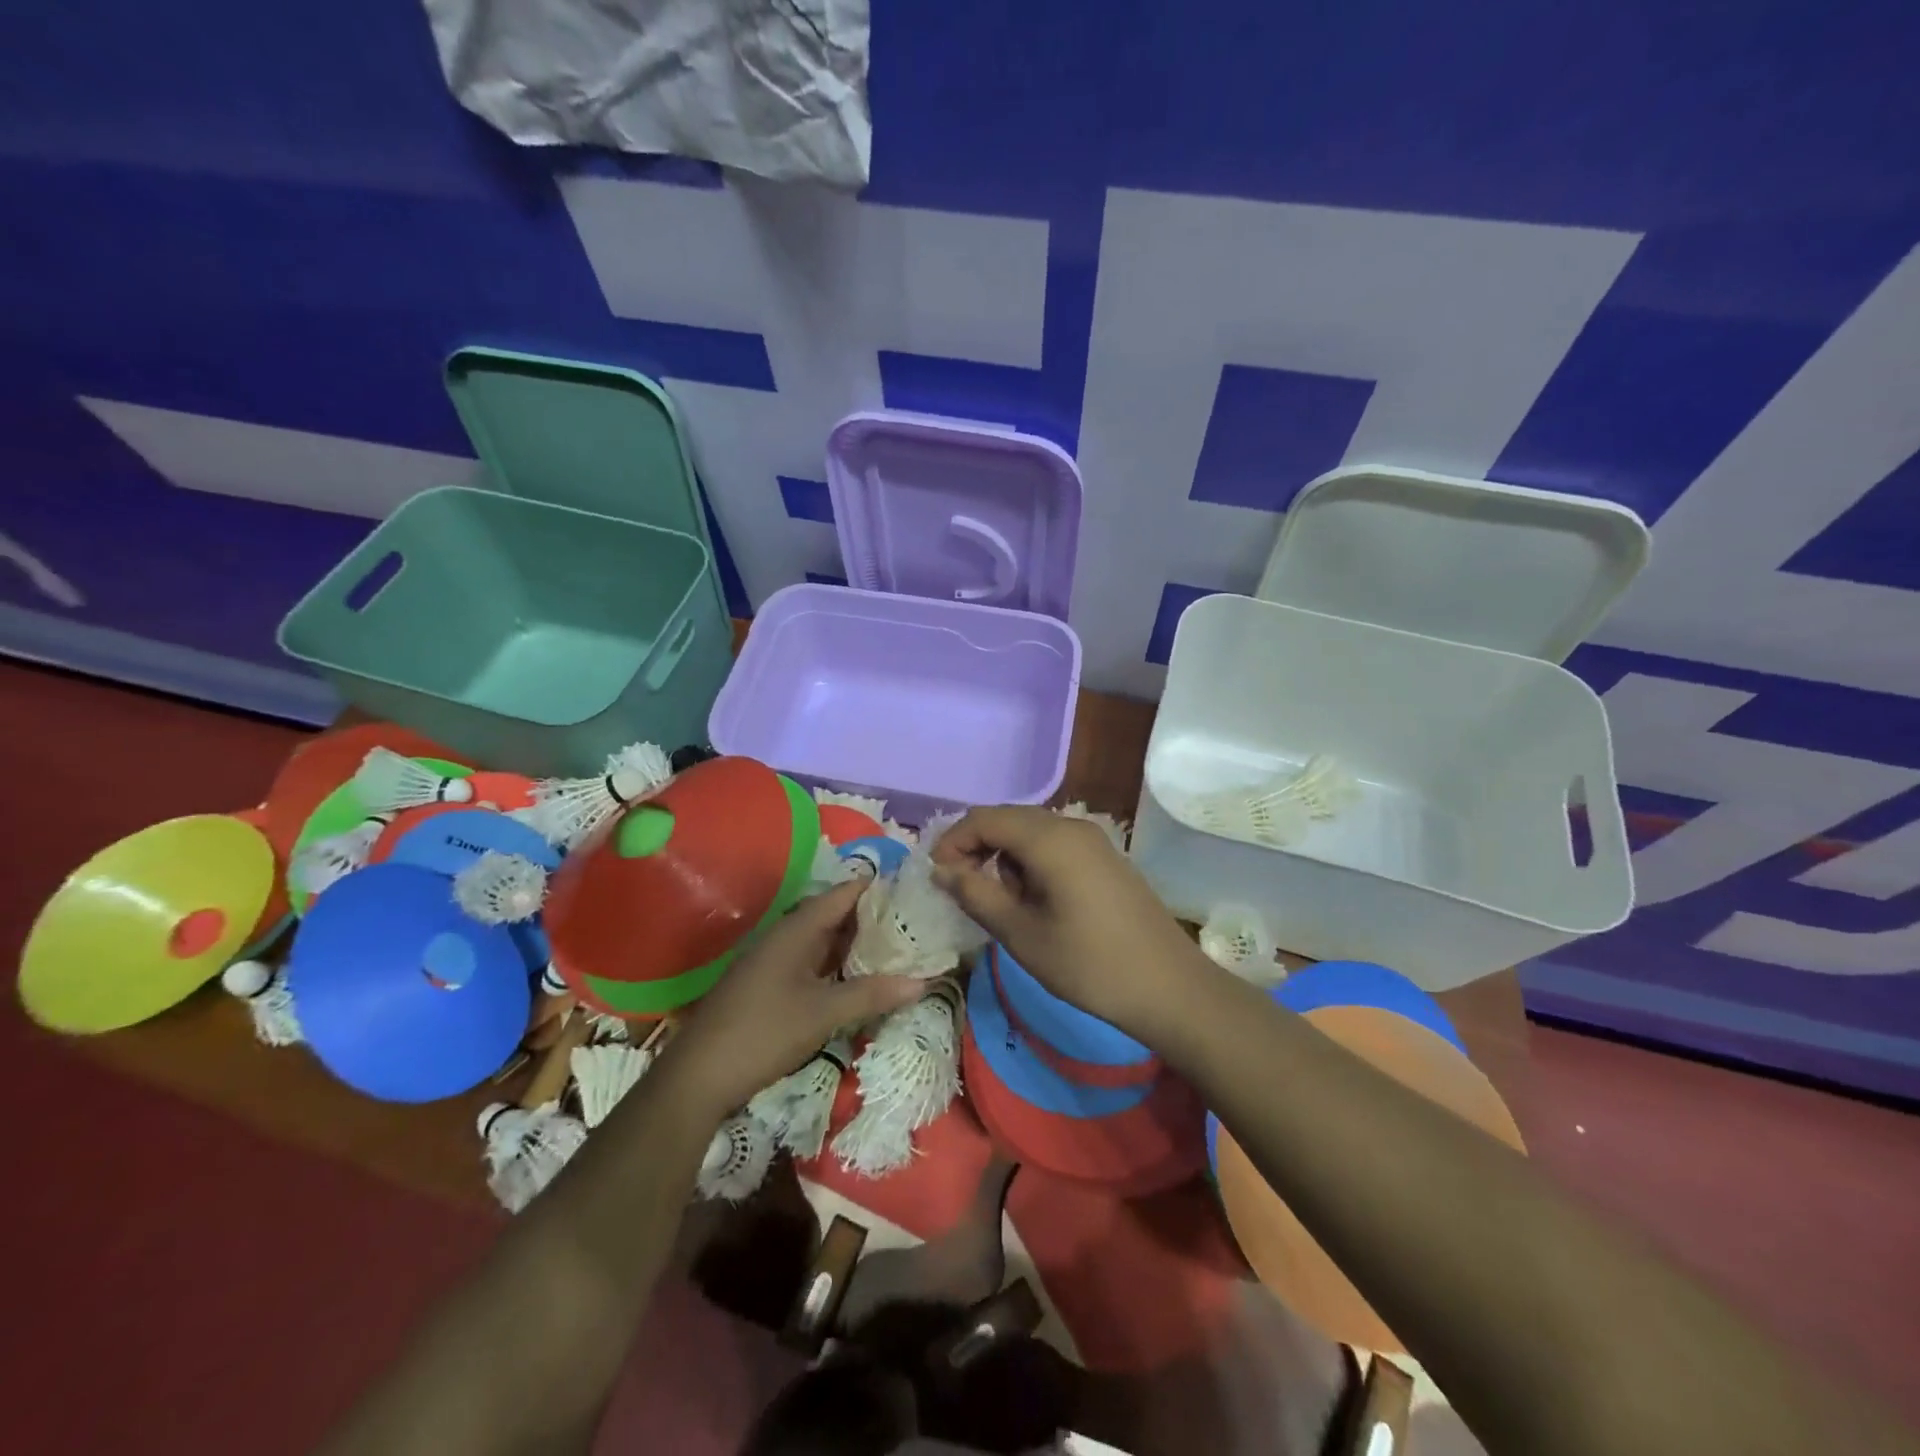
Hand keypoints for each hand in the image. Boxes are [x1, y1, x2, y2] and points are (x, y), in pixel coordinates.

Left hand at [660, 880, 927, 1119]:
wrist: (698, 1076)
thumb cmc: (763, 1033)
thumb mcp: (823, 1014)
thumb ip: (871, 994)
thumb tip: (922, 982)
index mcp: (797, 930)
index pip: (844, 894)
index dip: (877, 888)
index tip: (913, 889)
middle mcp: (786, 936)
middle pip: (835, 915)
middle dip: (873, 918)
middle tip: (915, 922)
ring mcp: (776, 961)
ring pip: (824, 941)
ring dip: (856, 944)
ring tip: (898, 947)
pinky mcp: (771, 985)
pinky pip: (813, 963)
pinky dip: (838, 965)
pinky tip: (860, 978)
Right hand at [931, 806, 1211, 1038]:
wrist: (1169, 987)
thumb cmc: (1088, 964)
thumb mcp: (1021, 934)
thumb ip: (976, 894)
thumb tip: (941, 870)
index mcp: (1049, 838)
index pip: (984, 819)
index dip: (953, 842)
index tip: (937, 878)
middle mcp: (1071, 826)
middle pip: (1008, 819)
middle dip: (977, 847)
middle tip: (962, 889)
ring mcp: (1093, 840)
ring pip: (1031, 832)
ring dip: (1006, 857)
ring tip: (1004, 904)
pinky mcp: (1106, 858)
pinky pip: (1055, 845)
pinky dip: (1032, 863)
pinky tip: (1037, 902)